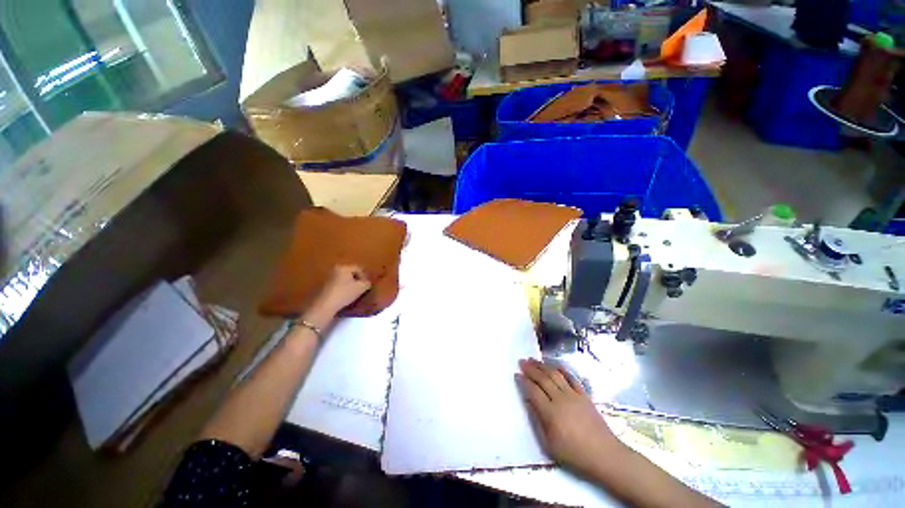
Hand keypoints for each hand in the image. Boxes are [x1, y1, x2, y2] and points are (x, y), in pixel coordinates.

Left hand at [311, 265, 371, 315]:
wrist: (324, 305)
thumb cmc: (344, 293)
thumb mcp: (361, 288)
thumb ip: (367, 283)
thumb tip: (367, 282)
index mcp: (343, 267)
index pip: (358, 268)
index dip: (365, 276)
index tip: (366, 285)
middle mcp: (334, 269)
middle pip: (350, 273)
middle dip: (356, 280)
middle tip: (361, 289)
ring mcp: (327, 277)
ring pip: (343, 279)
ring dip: (349, 284)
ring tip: (352, 293)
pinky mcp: (323, 286)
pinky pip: (337, 284)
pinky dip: (342, 288)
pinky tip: (344, 296)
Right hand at [517, 358, 624, 477]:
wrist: (604, 455)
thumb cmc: (574, 454)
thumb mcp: (549, 445)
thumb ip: (536, 421)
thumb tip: (528, 402)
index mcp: (551, 413)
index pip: (533, 391)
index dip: (523, 381)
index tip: (516, 374)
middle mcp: (561, 400)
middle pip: (543, 379)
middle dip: (531, 369)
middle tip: (522, 361)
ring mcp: (574, 395)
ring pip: (555, 375)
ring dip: (543, 365)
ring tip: (533, 360)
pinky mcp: (584, 395)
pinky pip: (571, 377)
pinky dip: (561, 369)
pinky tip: (554, 365)